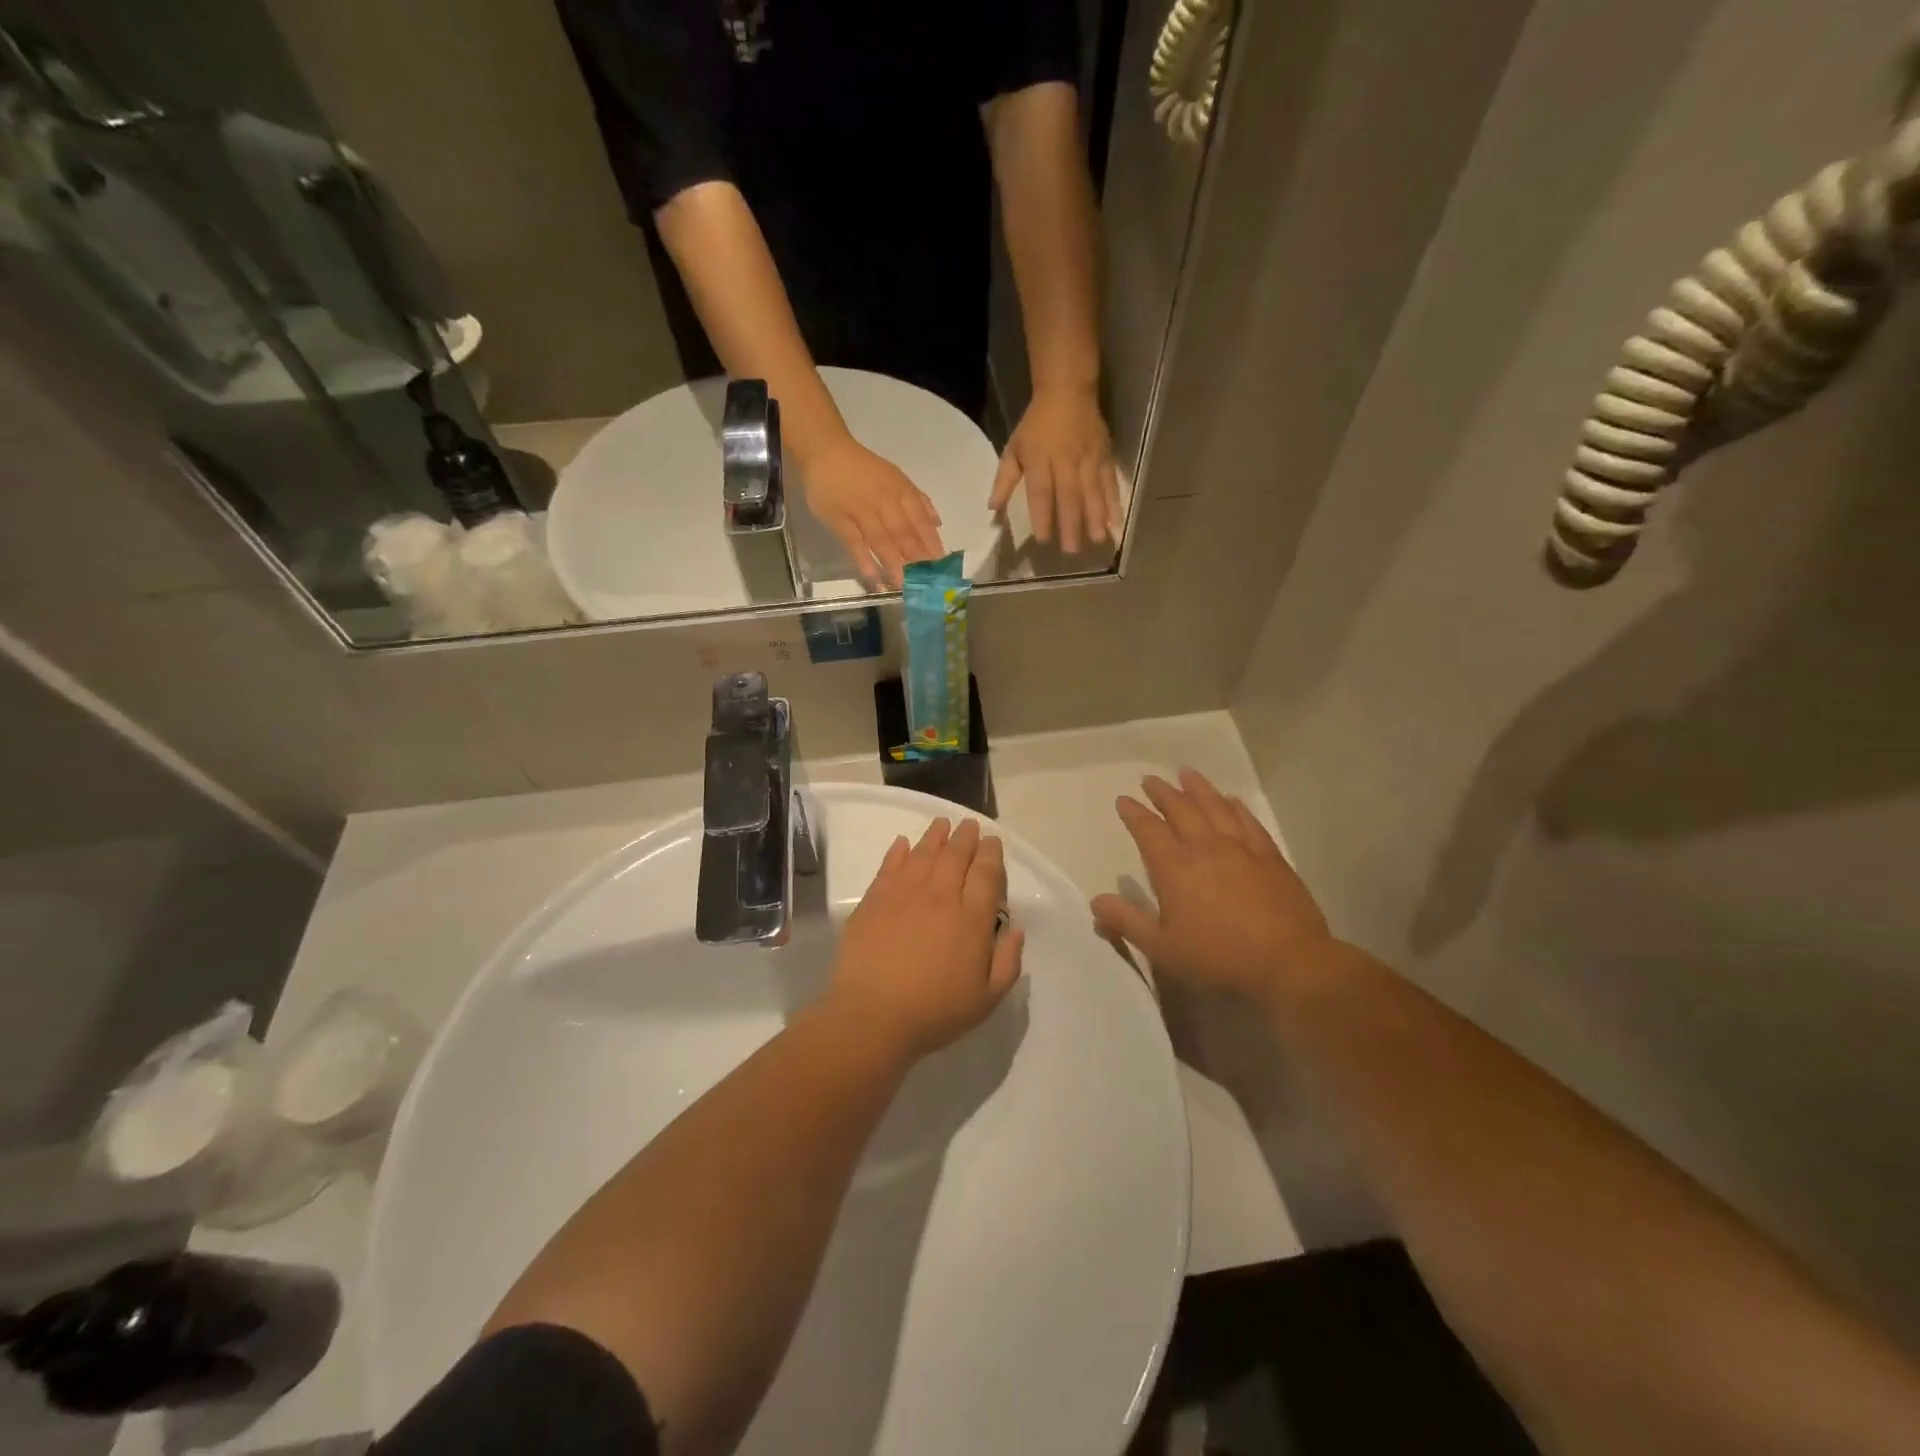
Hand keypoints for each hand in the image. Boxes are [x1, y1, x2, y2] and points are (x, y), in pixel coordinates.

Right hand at [804, 435, 944, 588]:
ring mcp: (860, 511)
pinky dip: (865, 562)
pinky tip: (875, 580)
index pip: (920, 519)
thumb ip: (917, 500)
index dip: (931, 542)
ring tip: (905, 587)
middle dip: (917, 558)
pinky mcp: (839, 520)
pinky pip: (855, 544)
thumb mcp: (895, 477)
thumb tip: (937, 523)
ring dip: (895, 565)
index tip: (941, 565)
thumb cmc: (863, 469)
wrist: (825, 451)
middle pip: (903, 533)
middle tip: (926, 582)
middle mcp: (884, 500)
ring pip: (881, 540)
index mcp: (900, 490)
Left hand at [828, 818, 1024, 1058]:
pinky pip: (889, 866)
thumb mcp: (987, 999)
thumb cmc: (935, 1012)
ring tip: (941, 823)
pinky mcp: (874, 901)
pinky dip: (898, 851)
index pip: (986, 873)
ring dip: (935, 836)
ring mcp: (904, 894)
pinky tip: (902, 843)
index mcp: (972, 918)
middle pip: (956, 855)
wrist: (873, 1016)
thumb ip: (1008, 961)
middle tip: (969, 825)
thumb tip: (1017, 929)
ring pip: (923, 853)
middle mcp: (940, 896)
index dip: (991, 853)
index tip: (992, 841)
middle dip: (965, 836)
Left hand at [989, 384, 1121, 554]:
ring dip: (1096, 516)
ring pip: (1092, 490)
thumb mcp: (1013, 448)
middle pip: (1068, 495)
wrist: (1067, 391)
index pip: (1040, 491)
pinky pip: (1110, 481)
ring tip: (1098, 540)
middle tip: (1072, 551)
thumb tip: (993, 510)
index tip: (1044, 539)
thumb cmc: (1036, 425)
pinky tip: (1117, 520)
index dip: (1042, 515)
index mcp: (1039, 459)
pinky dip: (1114, 500)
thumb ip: (1004, 481)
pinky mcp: (1105, 455)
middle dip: (1071, 524)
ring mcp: (1088, 457)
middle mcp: (1065, 460)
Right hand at [1091, 770, 1335, 1002]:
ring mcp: (1241, 848)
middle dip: (1163, 793)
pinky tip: (1231, 799)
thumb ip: (1127, 922)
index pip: (1148, 830)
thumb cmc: (1219, 957)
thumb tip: (1095, 901)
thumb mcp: (1163, 948)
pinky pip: (1248, 821)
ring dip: (1198, 788)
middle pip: (1181, 810)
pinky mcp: (1270, 856)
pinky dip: (1236, 806)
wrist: (1289, 962)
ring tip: (1186, 773)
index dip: (1134, 813)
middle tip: (1150, 779)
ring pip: (1215, 807)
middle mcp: (1205, 848)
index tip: (1124, 800)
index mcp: (1175, 868)